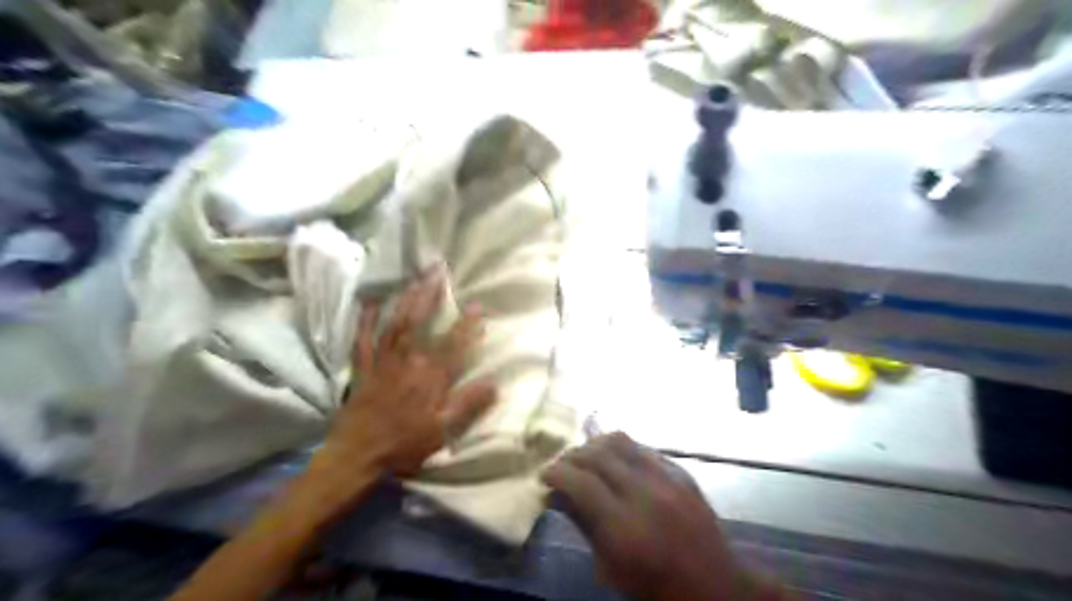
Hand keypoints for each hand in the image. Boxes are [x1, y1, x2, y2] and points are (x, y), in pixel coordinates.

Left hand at [315, 265, 496, 479]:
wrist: (357, 455)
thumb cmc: (404, 444)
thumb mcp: (442, 431)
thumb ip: (468, 404)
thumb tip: (495, 383)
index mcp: (430, 378)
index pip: (454, 345)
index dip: (468, 324)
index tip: (479, 305)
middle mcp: (408, 362)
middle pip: (420, 323)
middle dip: (431, 295)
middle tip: (438, 271)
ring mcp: (382, 362)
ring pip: (395, 324)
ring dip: (406, 300)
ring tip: (416, 278)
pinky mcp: (363, 368)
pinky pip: (363, 340)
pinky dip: (366, 320)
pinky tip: (370, 302)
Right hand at [546, 435, 761, 598]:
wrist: (714, 587)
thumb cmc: (655, 587)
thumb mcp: (610, 567)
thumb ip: (583, 523)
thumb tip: (555, 494)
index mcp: (624, 527)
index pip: (580, 481)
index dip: (556, 472)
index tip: (545, 474)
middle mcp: (645, 494)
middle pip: (598, 454)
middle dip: (572, 455)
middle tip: (562, 466)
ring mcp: (668, 478)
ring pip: (621, 440)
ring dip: (596, 445)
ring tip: (586, 457)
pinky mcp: (682, 472)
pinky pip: (643, 448)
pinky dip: (622, 451)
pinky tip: (617, 463)